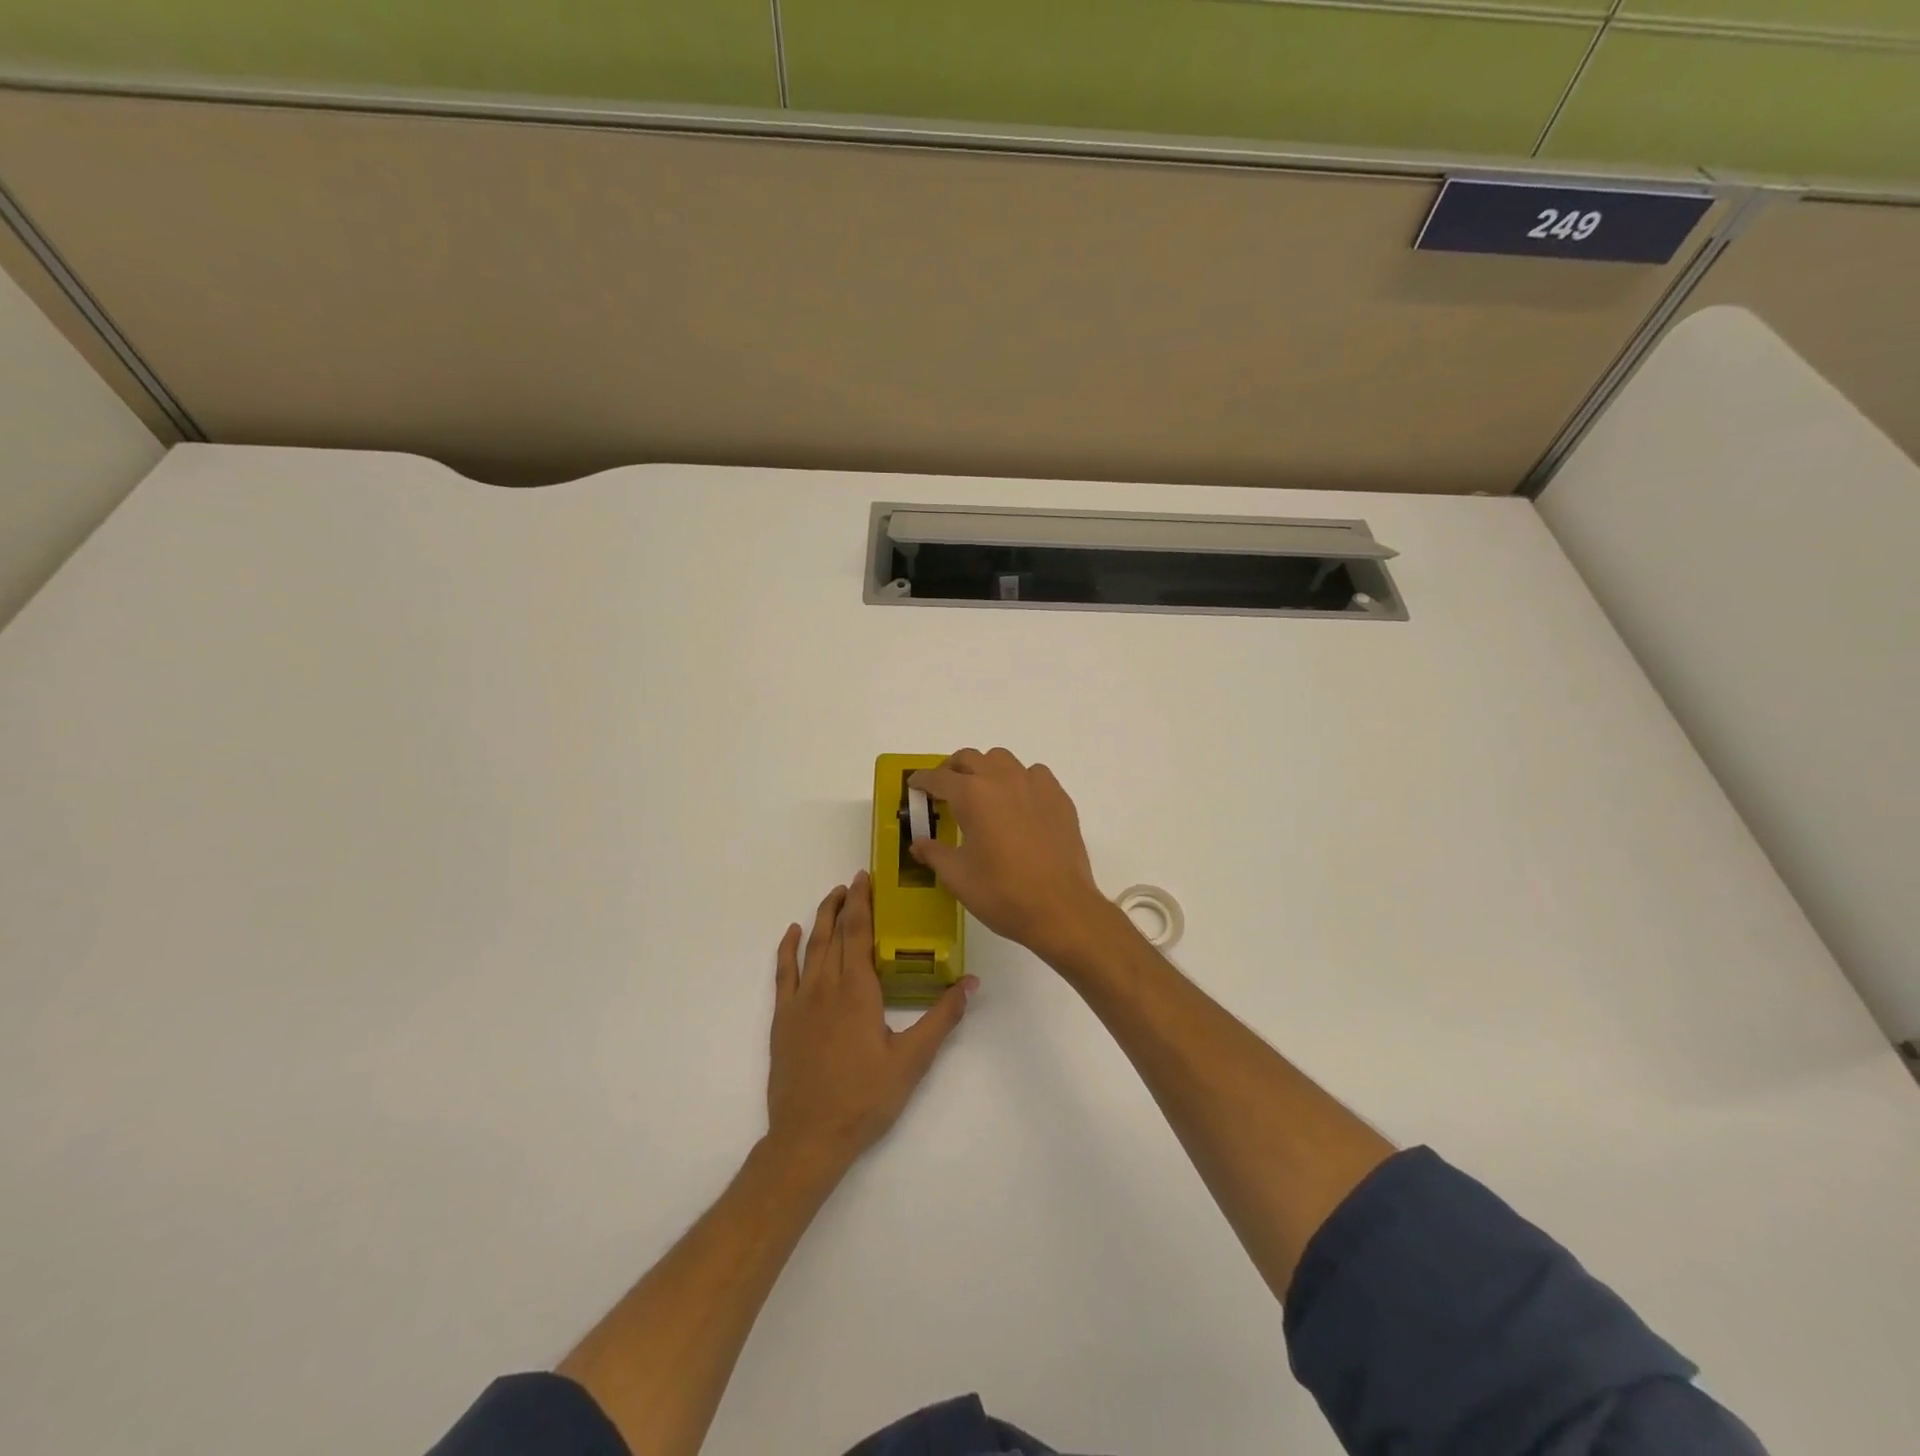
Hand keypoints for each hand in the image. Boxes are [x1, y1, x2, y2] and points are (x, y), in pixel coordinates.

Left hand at [766, 872, 974, 1171]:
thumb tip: (971, 983)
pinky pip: (783, 973)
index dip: (862, 902)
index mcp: (858, 990)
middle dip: (845, 904)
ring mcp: (800, 1001)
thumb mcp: (912, 1060)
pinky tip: (793, 934)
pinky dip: (787, 949)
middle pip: (834, 933)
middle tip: (854, 882)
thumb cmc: (865, 1098)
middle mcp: (826, 986)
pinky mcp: (783, 1019)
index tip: (864, 877)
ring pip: (811, 947)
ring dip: (821, 918)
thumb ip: (942, 1018)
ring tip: (831, 897)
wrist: (809, 1137)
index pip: (859, 932)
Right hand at [909, 749, 1115, 966]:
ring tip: (982, 792)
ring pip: (1003, 760)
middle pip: (970, 758)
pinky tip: (1018, 803)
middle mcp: (1002, 779)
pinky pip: (1034, 774)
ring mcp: (1034, 785)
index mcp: (972, 795)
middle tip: (944, 789)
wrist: (1060, 908)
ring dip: (986, 769)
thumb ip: (934, 853)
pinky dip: (1019, 780)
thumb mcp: (957, 876)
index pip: (939, 778)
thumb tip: (918, 843)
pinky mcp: (1059, 797)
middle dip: (952, 769)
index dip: (922, 780)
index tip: (915, 785)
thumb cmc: (1002, 892)